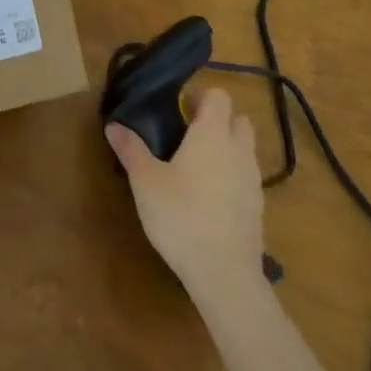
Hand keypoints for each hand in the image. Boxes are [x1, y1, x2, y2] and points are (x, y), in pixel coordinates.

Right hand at [106, 87, 266, 299]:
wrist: (224, 275)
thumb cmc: (180, 216)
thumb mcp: (145, 181)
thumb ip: (131, 149)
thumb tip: (113, 125)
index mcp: (212, 134)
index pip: (219, 96)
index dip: (200, 96)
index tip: (178, 110)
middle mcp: (238, 151)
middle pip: (238, 120)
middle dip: (217, 120)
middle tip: (186, 135)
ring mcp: (253, 181)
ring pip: (244, 150)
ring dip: (226, 149)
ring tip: (194, 167)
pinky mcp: (257, 209)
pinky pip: (246, 178)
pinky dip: (231, 177)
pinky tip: (207, 198)